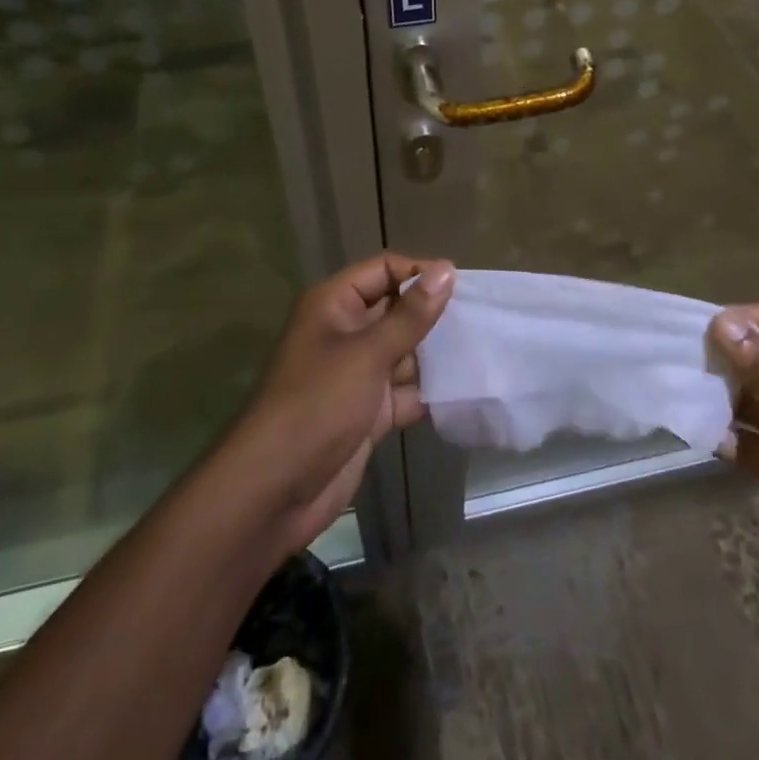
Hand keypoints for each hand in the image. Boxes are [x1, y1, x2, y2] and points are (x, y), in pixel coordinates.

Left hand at [229, 254, 454, 555]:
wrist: (275, 490)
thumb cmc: (318, 405)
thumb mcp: (367, 354)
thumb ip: (411, 315)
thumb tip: (447, 269)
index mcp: (334, 305)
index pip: (384, 270)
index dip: (420, 273)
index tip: (463, 288)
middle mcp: (346, 332)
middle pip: (397, 310)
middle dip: (434, 316)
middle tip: (482, 321)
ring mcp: (357, 373)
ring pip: (405, 352)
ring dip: (437, 356)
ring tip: (483, 353)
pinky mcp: (369, 411)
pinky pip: (406, 391)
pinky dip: (429, 393)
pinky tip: (466, 391)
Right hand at [710, 304, 758, 614]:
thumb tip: (720, 325)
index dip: (742, 322)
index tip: (699, 330)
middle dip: (725, 361)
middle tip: (680, 363)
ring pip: (752, 402)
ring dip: (721, 399)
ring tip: (680, 395)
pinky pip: (752, 443)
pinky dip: (727, 438)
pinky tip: (697, 433)